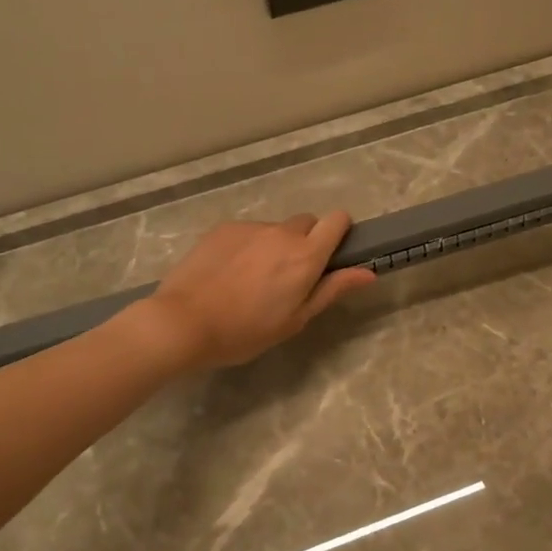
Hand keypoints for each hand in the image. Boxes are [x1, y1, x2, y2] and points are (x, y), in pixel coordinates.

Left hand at [140, 213, 376, 370]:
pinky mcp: (223, 228)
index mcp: (305, 256)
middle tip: (289, 276)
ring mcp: (250, 227)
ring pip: (274, 229)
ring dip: (273, 246)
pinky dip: (247, 247)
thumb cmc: (245, 331)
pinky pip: (247, 232)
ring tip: (251, 280)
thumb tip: (367, 273)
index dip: (339, 231)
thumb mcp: (295, 319)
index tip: (331, 253)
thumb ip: (332, 290)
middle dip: (305, 242)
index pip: (337, 219)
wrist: (183, 322)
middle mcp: (281, 233)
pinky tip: (228, 274)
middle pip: (306, 223)